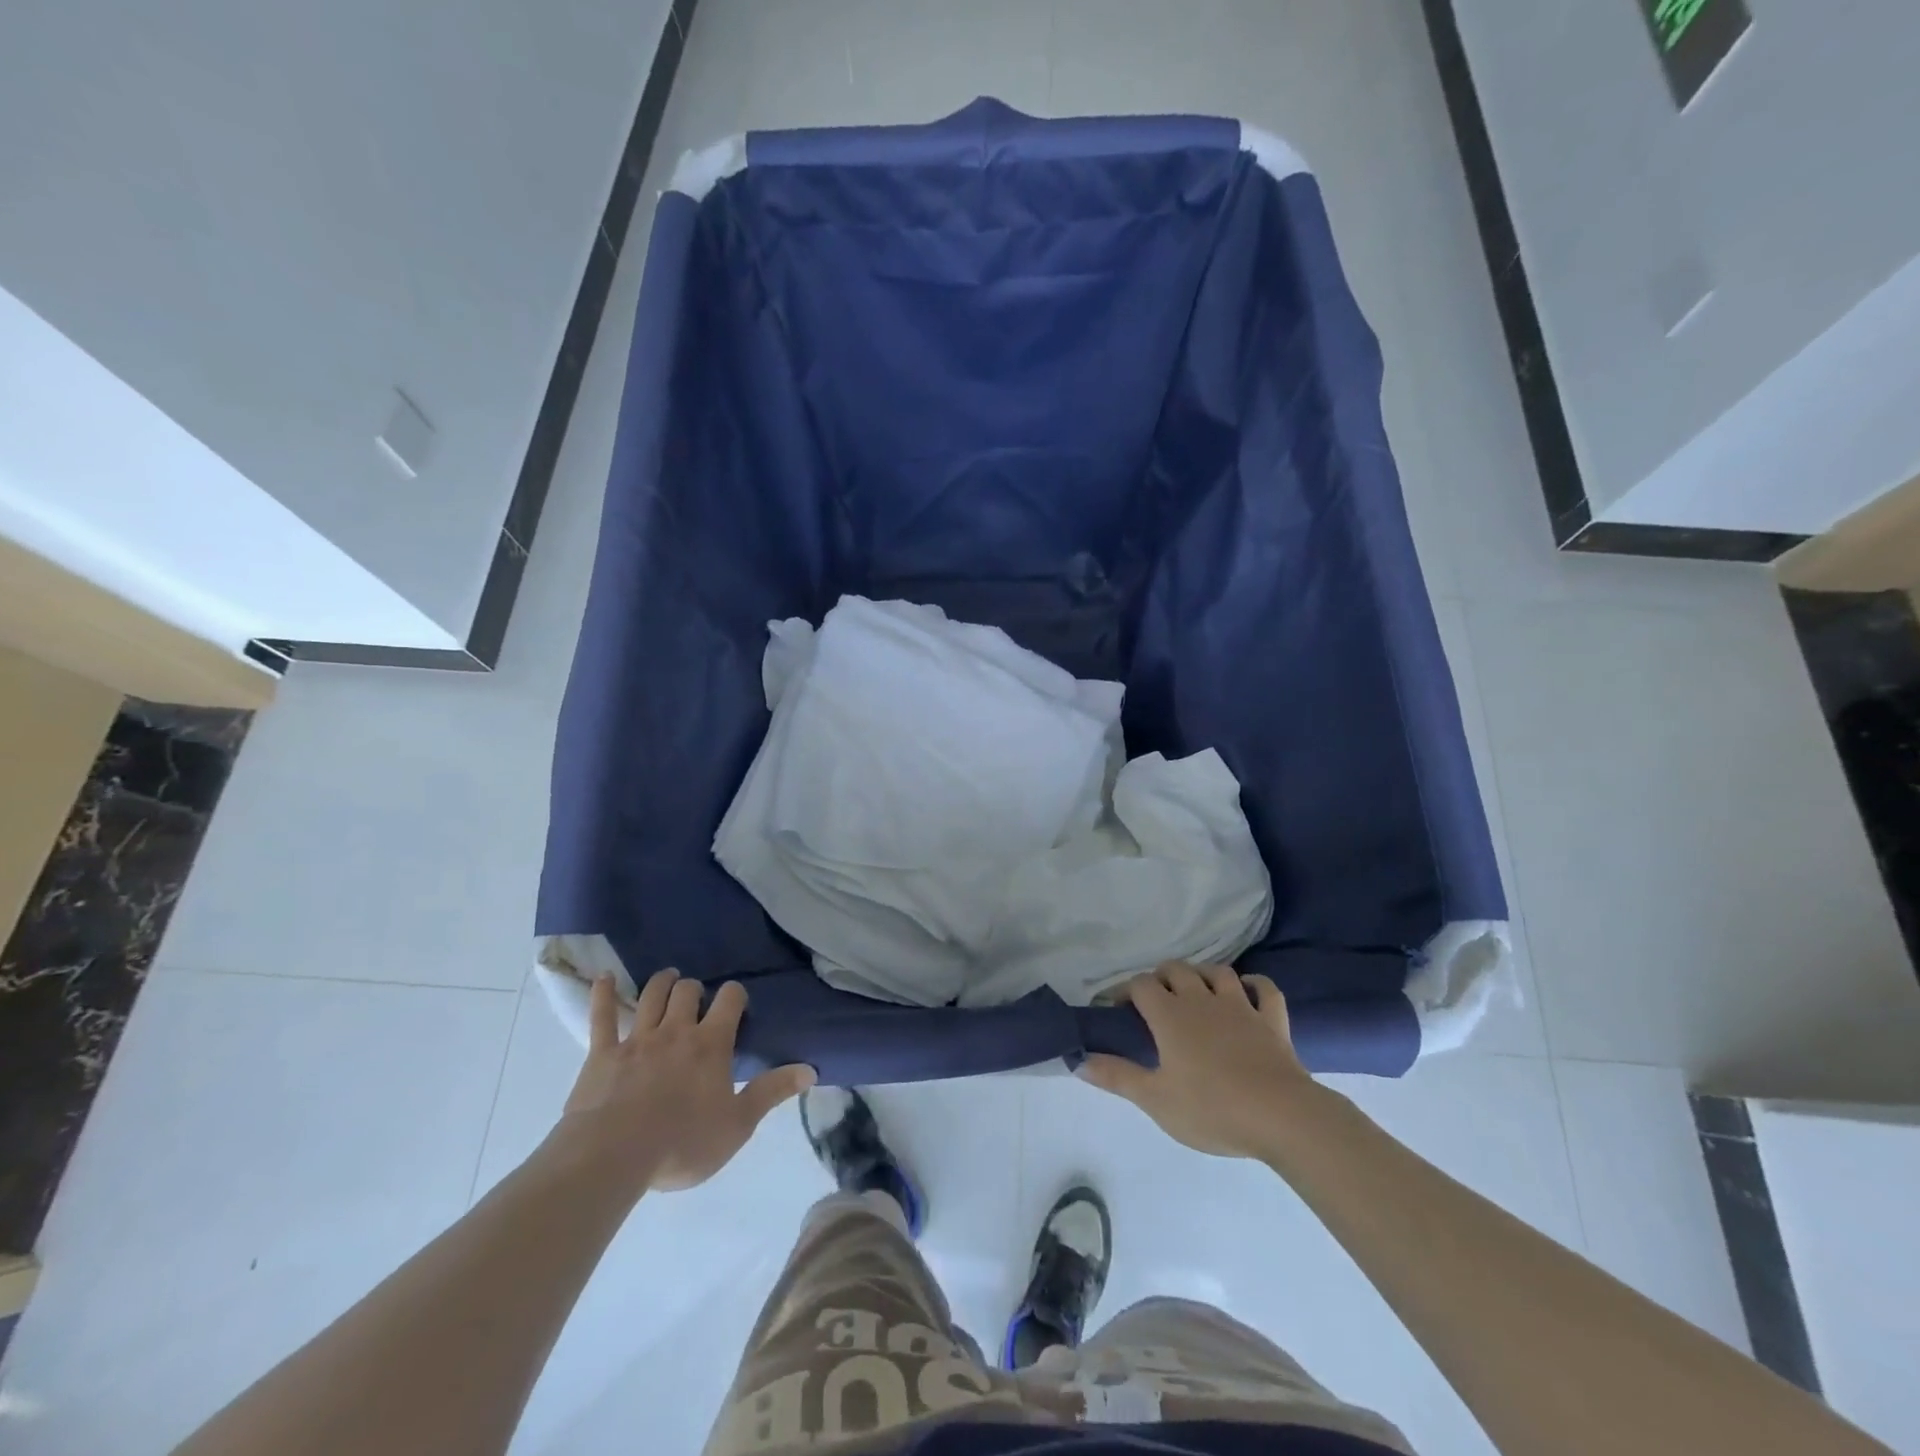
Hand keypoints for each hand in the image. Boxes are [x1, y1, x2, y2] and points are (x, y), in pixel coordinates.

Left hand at [556, 969, 814, 1192]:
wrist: (613, 1157)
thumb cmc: (682, 1143)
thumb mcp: (738, 1125)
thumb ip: (772, 1092)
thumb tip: (811, 1069)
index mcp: (711, 1044)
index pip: (729, 1000)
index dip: (735, 995)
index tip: (736, 1003)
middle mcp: (676, 1030)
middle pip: (687, 991)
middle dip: (694, 990)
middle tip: (696, 999)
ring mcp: (637, 1039)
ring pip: (651, 995)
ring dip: (661, 983)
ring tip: (668, 979)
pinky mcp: (602, 1053)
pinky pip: (602, 1016)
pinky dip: (604, 993)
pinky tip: (605, 977)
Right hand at [1078, 962, 1318, 1158]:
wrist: (1281, 1116)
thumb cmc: (1211, 1108)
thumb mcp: (1155, 1099)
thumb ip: (1116, 1076)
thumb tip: (1077, 1060)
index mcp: (1169, 1015)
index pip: (1140, 985)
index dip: (1125, 990)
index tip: (1116, 1008)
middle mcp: (1201, 999)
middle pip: (1176, 969)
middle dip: (1161, 977)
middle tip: (1154, 1001)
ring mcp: (1240, 1006)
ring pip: (1217, 972)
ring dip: (1202, 975)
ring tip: (1196, 991)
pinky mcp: (1272, 1020)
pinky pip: (1264, 989)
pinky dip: (1254, 984)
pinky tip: (1247, 991)